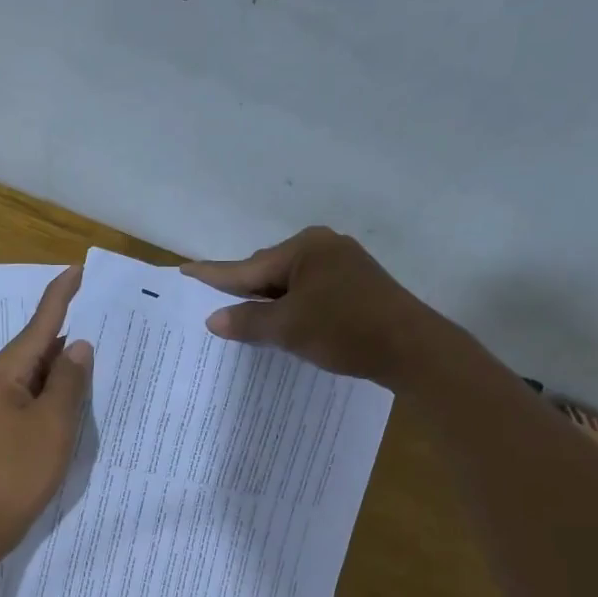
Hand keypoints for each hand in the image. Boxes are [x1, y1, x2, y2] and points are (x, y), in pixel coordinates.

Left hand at [0, 264, 92, 556]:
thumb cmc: (16, 472)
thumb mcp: (52, 425)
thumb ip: (68, 382)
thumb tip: (79, 347)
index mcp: (3, 375)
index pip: (38, 325)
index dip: (60, 296)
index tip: (79, 270)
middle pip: (36, 348)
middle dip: (69, 332)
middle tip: (106, 315)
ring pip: (37, 376)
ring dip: (65, 365)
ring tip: (102, 351)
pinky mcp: (3, 430)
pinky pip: (34, 399)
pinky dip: (57, 392)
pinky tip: (79, 395)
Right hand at [182, 226, 441, 386]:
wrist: (412, 349)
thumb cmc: (345, 331)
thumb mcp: (289, 328)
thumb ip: (248, 321)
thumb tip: (214, 319)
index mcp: (304, 248)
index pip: (248, 267)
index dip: (215, 275)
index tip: (185, 272)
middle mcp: (324, 247)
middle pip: (269, 272)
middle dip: (245, 292)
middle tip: (215, 309)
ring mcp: (344, 265)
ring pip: (291, 285)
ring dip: (270, 304)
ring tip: (246, 323)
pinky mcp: (357, 286)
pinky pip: (310, 293)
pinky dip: (293, 309)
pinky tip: (285, 326)